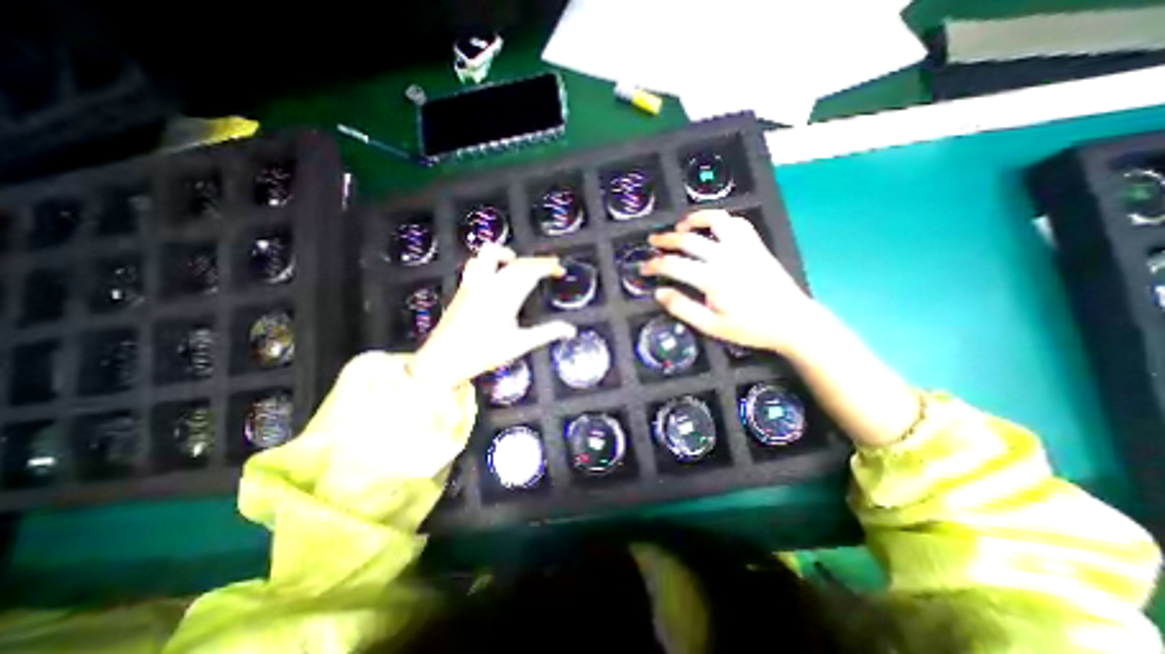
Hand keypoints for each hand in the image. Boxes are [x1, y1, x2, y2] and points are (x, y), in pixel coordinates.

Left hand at [408, 242, 575, 388]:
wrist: (442, 359)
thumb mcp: (518, 345)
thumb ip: (546, 333)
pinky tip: (495, 275)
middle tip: (549, 268)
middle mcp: (488, 284)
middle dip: (535, 262)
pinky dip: (490, 262)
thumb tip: (570, 330)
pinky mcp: (463, 288)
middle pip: (516, 262)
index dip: (547, 266)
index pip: (530, 271)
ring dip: (507, 255)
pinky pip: (477, 263)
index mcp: (504, 297)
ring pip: (489, 254)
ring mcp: (473, 284)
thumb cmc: (482, 353)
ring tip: (518, 265)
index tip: (559, 269)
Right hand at [647, 209, 817, 354]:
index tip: (643, 268)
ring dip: (695, 219)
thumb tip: (659, 292)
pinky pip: (738, 223)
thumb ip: (682, 308)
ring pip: (716, 220)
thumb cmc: (750, 328)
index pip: (674, 265)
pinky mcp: (756, 246)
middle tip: (653, 241)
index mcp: (713, 279)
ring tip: (681, 226)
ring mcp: (744, 248)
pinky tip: (713, 227)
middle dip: (666, 239)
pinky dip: (721, 220)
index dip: (654, 265)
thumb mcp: (711, 326)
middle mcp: (727, 257)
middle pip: (688, 239)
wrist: (792, 322)